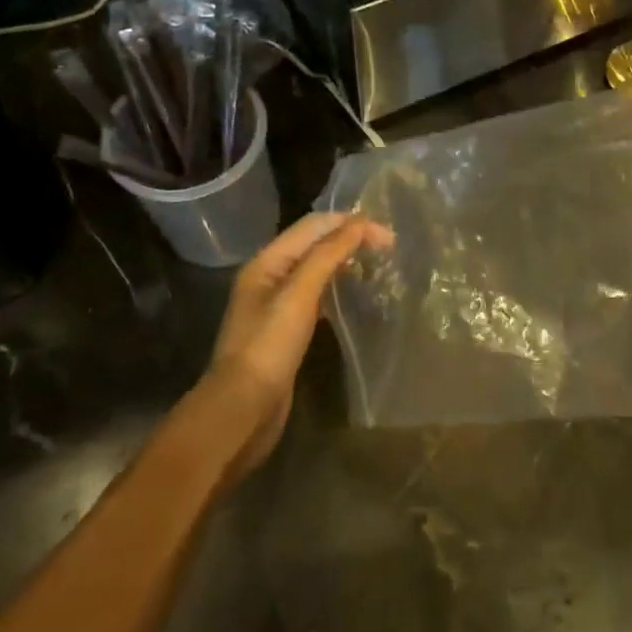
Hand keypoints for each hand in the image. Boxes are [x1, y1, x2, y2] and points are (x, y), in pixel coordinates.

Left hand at [204, 212, 390, 474]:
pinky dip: (338, 290)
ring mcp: (277, 305)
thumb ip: (327, 255)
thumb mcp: (298, 294)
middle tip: (389, 248)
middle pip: (314, 245)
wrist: (243, 409)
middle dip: (349, 239)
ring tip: (378, 267)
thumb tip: (359, 222)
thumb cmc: (269, 346)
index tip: (388, 235)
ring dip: (345, 263)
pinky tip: (356, 298)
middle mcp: (270, 277)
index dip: (349, 223)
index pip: (313, 226)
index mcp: (267, 261)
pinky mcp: (287, 331)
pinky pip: (316, 297)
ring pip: (317, 271)